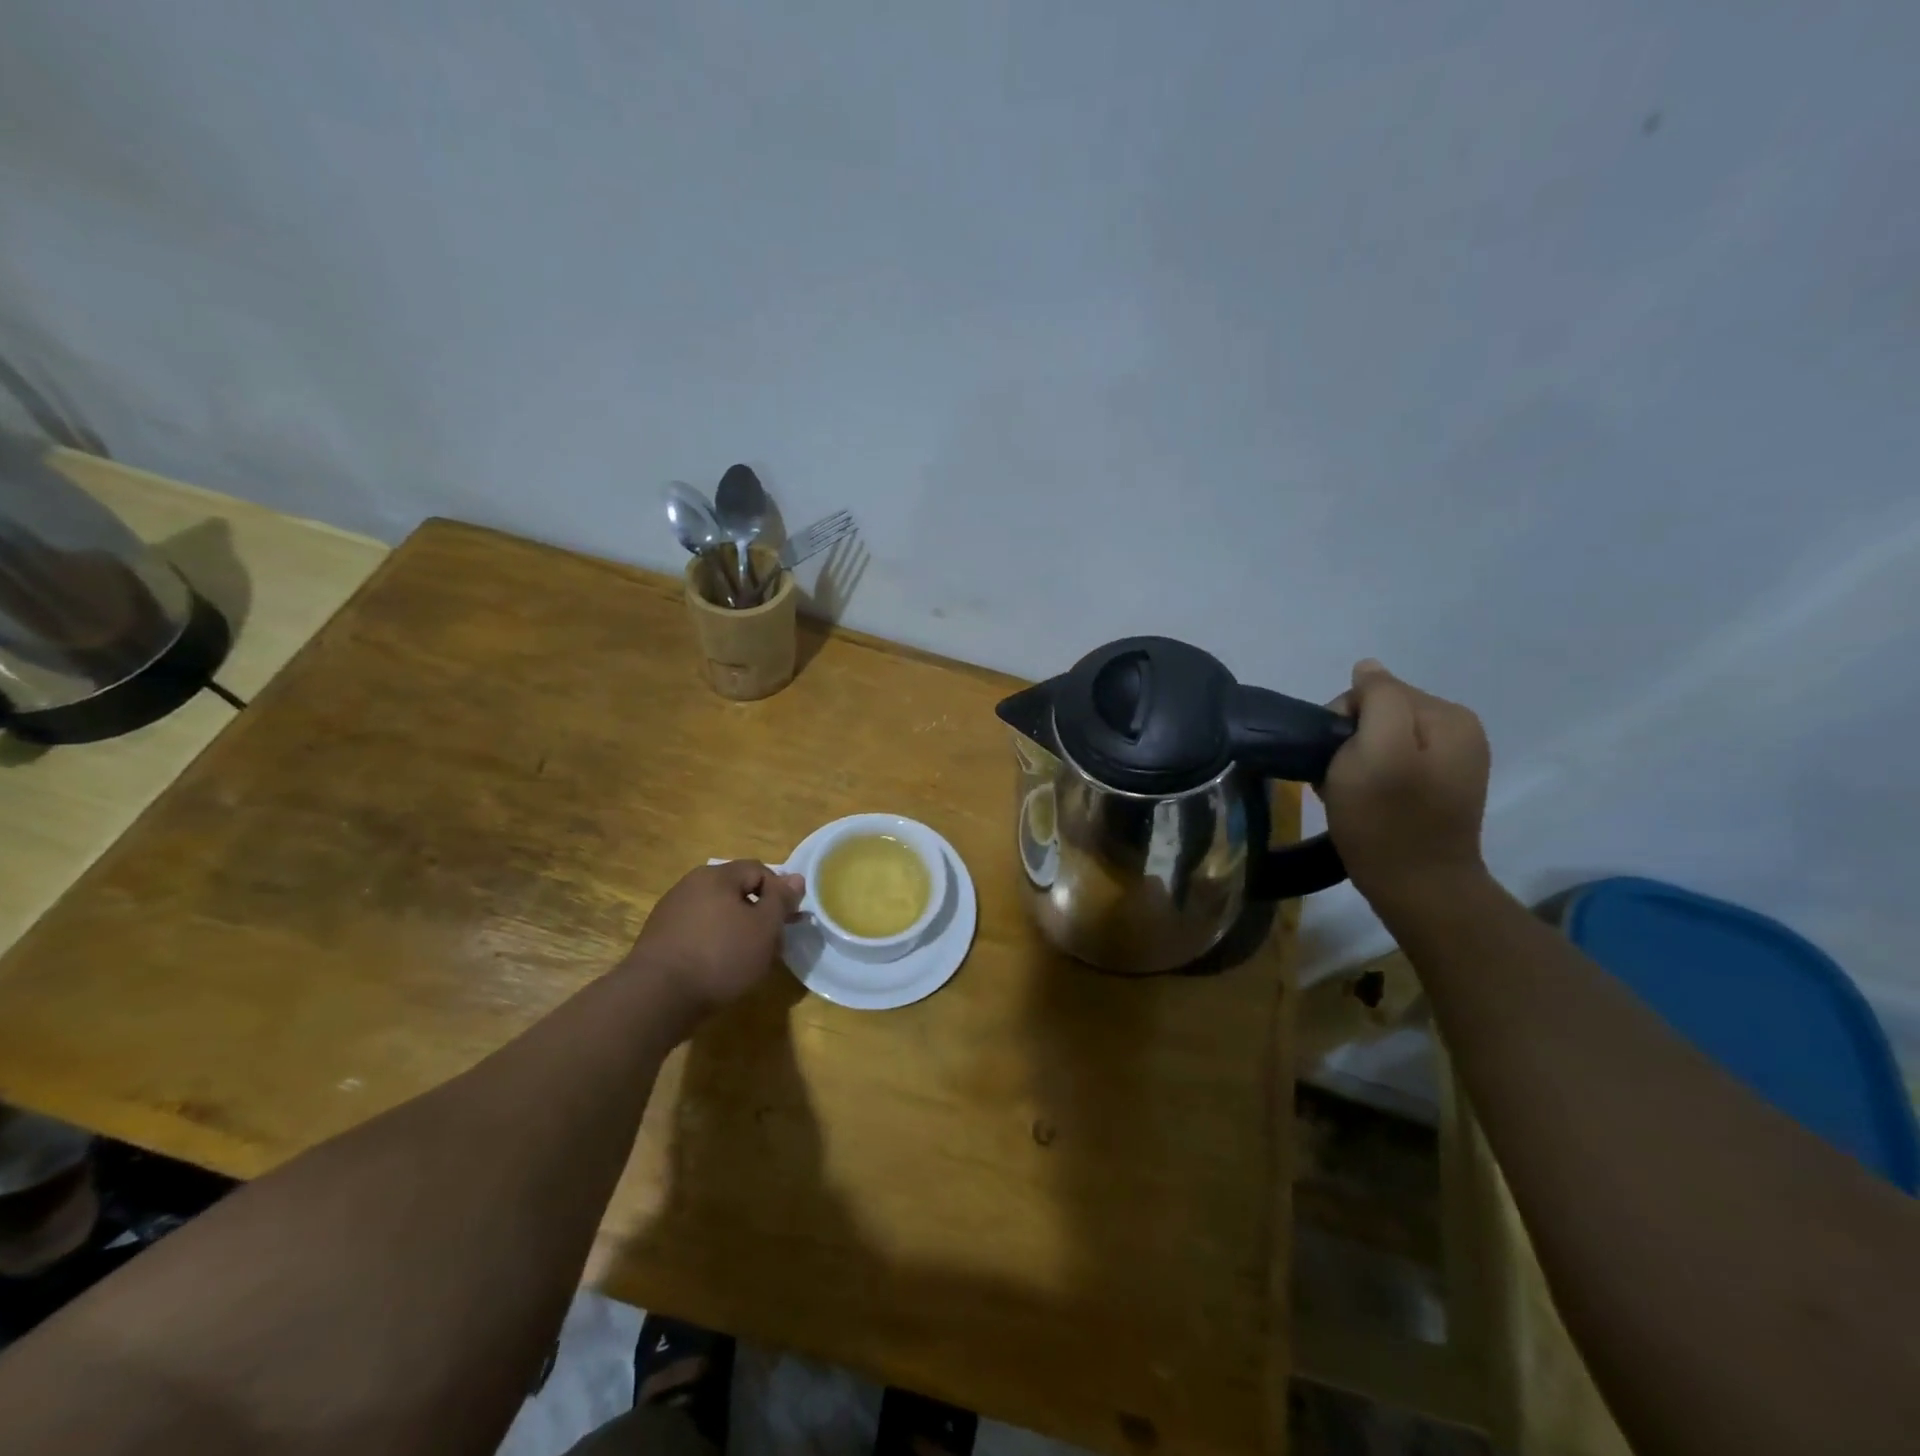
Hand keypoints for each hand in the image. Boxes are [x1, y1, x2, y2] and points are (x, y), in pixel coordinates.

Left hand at [624, 861, 804, 1019]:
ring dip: (737, 931)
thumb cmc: (719, 956)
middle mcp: (690, 885)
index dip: (780, 892)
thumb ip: (781, 900)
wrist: (655, 998)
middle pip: (736, 892)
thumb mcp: (763, 928)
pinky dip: (714, 945)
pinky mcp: (659, 939)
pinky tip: (719, 969)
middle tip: (773, 944)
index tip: (789, 922)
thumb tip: (795, 877)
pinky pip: (698, 933)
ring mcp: (671, 912)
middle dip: (759, 915)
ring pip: (717, 914)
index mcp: (716, 876)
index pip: (759, 870)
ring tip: (748, 961)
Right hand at [1320, 659, 1490, 904]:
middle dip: (1350, 740)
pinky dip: (1369, 777)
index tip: (1336, 759)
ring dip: (1355, 761)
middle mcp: (1458, 730)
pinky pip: (1391, 763)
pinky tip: (1362, 801)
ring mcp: (1451, 761)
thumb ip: (1377, 698)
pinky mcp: (1438, 788)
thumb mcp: (1376, 749)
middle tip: (1340, 780)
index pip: (1375, 691)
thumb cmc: (1387, 820)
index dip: (1343, 721)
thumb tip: (1367, 669)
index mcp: (1448, 715)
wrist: (1417, 889)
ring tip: (1348, 793)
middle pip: (1380, 713)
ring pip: (1380, 739)